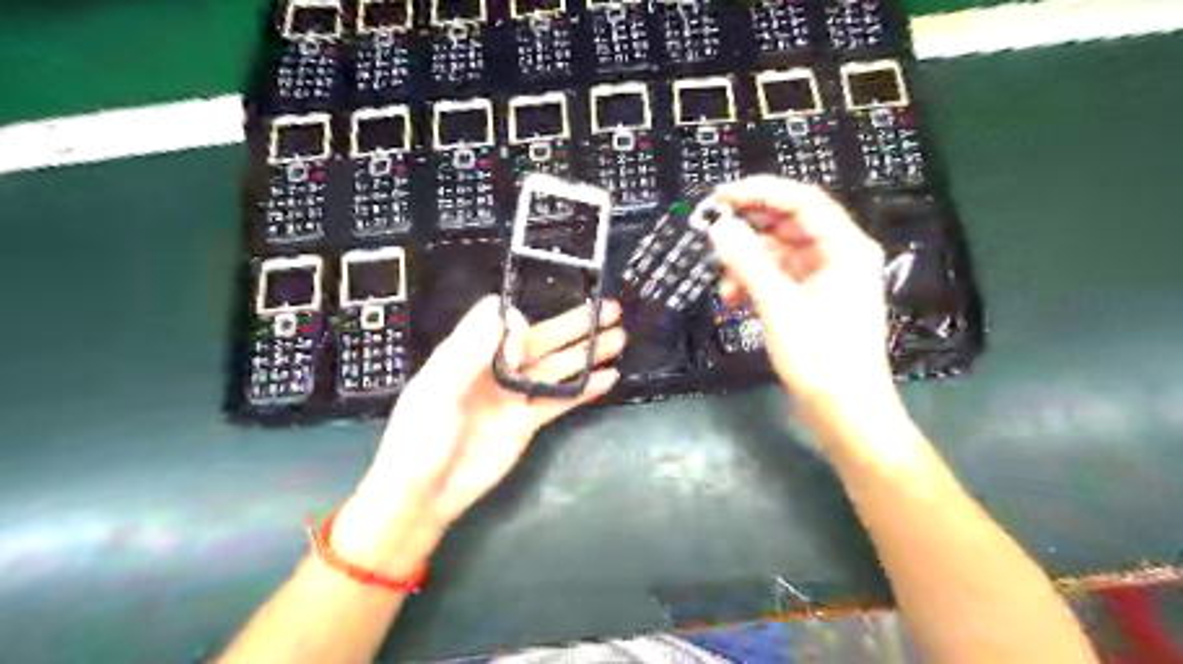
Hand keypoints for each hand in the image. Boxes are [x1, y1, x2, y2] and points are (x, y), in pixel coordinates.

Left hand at [326, 296, 623, 576]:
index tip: (528, 335)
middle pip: (541, 340)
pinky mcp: (527, 421)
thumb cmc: (420, 439)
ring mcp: (514, 395)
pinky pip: (559, 400)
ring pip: (557, 367)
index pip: (503, 322)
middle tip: (609, 309)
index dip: (521, 323)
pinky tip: (607, 377)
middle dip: (575, 324)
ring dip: (587, 353)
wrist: (424, 494)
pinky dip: (584, 389)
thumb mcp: (436, 391)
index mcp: (469, 353)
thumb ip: (469, 351)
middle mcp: (496, 369)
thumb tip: (505, 313)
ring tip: (618, 337)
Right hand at [706, 175, 892, 406]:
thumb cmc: (820, 355)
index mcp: (844, 246)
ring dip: (746, 263)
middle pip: (787, 224)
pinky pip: (776, 276)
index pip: (801, 200)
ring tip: (722, 284)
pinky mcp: (809, 298)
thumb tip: (718, 227)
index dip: (759, 192)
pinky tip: (732, 299)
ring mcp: (823, 277)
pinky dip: (753, 282)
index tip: (719, 197)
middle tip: (710, 234)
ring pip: (777, 252)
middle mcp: (836, 254)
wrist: (843, 411)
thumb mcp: (779, 305)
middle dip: (747, 230)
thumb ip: (747, 261)